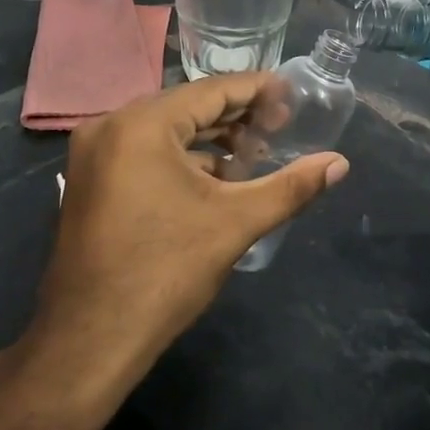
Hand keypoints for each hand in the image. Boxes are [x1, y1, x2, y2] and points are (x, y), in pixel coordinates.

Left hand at [29, 73, 349, 388]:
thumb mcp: (235, 223)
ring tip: (254, 155)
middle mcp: (110, 126)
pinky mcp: (90, 181)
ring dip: (209, 140)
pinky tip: (215, 179)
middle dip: (235, 117)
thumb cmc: (165, 272)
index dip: (257, 90)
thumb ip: (290, 187)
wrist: (91, 339)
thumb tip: (340, 164)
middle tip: (280, 127)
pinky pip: (144, 152)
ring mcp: (93, 154)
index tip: (292, 94)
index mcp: (142, 124)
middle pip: (186, 107)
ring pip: (164, 131)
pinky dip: (181, 159)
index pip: (211, 91)